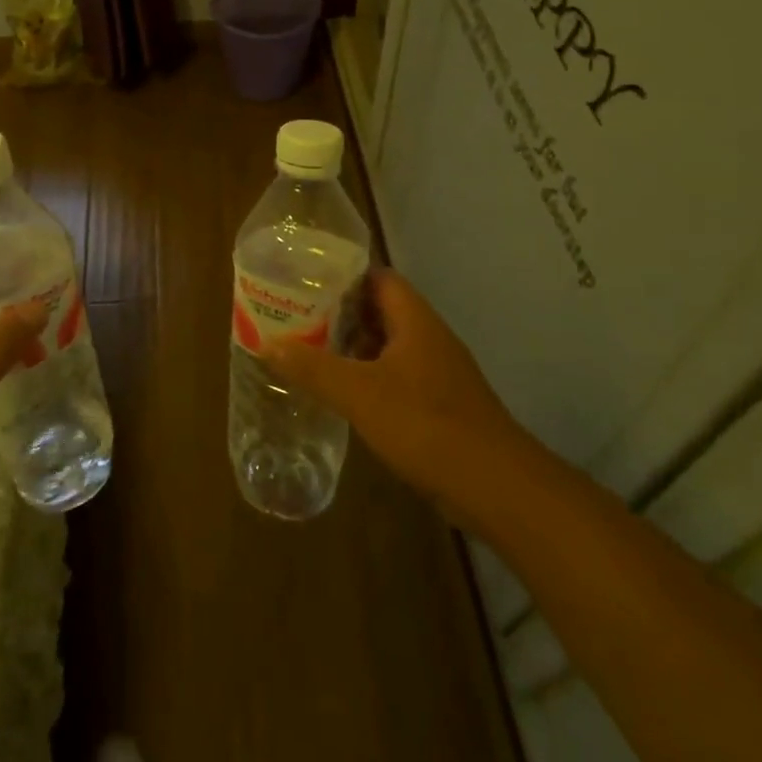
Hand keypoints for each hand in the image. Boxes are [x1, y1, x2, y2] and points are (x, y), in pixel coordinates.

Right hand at [257, 268, 540, 530]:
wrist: (496, 487)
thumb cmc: (426, 424)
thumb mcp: (358, 393)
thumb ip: (311, 367)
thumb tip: (266, 343)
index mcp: (415, 321)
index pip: (378, 277)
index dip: (343, 274)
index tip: (305, 279)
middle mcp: (429, 338)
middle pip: (381, 310)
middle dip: (340, 311)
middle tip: (297, 315)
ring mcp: (438, 372)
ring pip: (388, 345)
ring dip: (353, 346)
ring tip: (309, 349)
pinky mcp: (440, 404)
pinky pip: (397, 376)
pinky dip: (368, 376)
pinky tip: (343, 391)